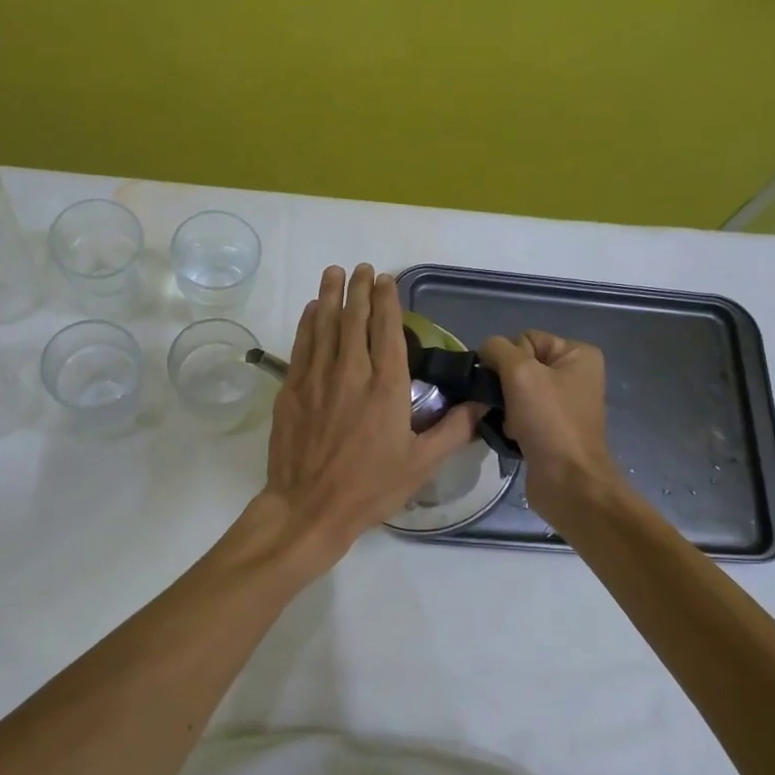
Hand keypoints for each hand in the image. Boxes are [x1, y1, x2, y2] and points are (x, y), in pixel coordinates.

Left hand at [261, 264, 481, 563]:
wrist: (309, 507)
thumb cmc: (370, 488)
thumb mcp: (421, 464)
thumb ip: (453, 430)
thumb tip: (482, 403)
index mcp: (387, 388)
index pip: (388, 331)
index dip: (387, 301)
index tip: (386, 280)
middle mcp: (351, 373)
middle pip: (355, 319)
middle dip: (359, 290)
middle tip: (362, 268)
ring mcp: (317, 379)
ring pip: (324, 325)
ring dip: (330, 296)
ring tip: (335, 273)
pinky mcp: (292, 390)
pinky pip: (301, 346)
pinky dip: (307, 324)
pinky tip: (312, 310)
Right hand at [479, 330, 616, 524]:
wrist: (568, 482)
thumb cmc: (549, 421)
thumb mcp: (520, 373)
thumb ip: (497, 350)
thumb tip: (485, 351)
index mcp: (577, 354)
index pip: (526, 339)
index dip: (508, 358)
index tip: (506, 383)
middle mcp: (575, 374)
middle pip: (520, 365)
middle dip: (505, 384)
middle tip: (503, 405)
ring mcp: (565, 403)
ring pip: (517, 391)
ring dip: (505, 406)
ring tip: (507, 422)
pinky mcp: (553, 428)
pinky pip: (521, 413)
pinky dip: (511, 422)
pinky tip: (511, 435)